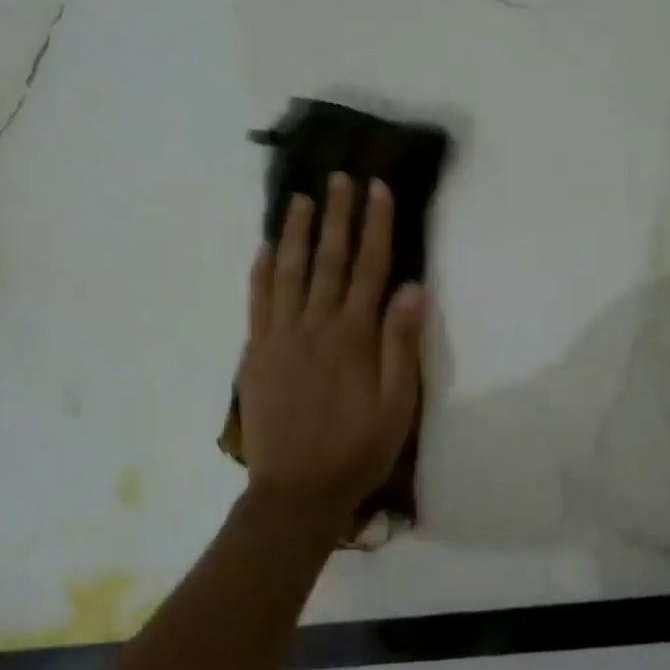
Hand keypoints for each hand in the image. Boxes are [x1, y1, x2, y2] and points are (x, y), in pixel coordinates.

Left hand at [238, 174, 427, 526]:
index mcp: (354, 335)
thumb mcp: (398, 404)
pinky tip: (265, 247)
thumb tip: (413, 287)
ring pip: (289, 271)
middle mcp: (317, 325)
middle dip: (337, 215)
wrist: (297, 492)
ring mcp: (281, 336)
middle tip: (339, 177)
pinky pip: (257, 302)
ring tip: (301, 198)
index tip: (377, 188)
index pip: (369, 266)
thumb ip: (403, 344)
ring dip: (296, 231)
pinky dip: (261, 271)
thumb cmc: (358, 448)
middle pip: (329, 258)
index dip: (375, 225)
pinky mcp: (256, 353)